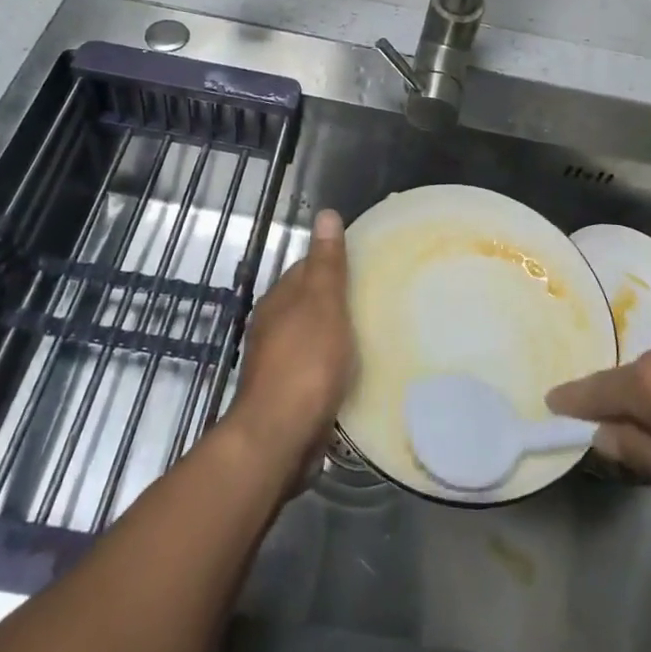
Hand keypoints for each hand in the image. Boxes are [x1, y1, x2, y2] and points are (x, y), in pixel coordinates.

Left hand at [228, 210, 356, 471]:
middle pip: (309, 302)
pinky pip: (314, 369)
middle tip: (378, 299)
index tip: (366, 264)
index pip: (307, 267)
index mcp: (279, 299)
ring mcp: (276, 362)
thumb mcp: (322, 304)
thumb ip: (326, 263)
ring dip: (335, 334)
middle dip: (337, 299)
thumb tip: (325, 214)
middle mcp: (272, 326)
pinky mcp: (286, 395)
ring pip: (311, 336)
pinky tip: (353, 372)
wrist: (278, 438)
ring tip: (372, 334)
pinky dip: (332, 365)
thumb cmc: (305, 363)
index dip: (334, 262)